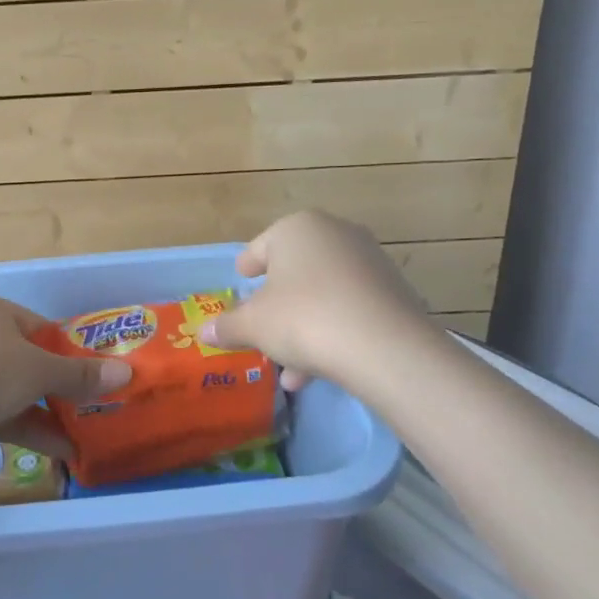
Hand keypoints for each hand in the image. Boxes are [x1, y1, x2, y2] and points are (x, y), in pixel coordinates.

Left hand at [0, 296, 130, 459]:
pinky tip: (61, 451)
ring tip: (84, 436)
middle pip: (30, 362)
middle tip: (93, 407)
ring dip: (49, 415)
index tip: (94, 376)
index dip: (70, 352)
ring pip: (15, 392)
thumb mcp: (40, 371)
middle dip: (61, 388)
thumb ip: (81, 375)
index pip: (42, 328)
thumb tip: (125, 373)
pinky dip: (27, 429)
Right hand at [199, 211, 428, 390]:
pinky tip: (317, 369)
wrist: (383, 346)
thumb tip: (205, 331)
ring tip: (286, 366)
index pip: (262, 246)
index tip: (241, 278)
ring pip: (324, 293)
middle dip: (277, 302)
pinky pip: (351, 309)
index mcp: (298, 229)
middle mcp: (337, 234)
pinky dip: (332, 332)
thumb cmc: (303, 318)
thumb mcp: (253, 325)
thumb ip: (227, 326)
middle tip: (261, 323)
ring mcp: (371, 261)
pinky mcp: (394, 291)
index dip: (247, 266)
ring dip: (303, 326)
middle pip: (296, 270)